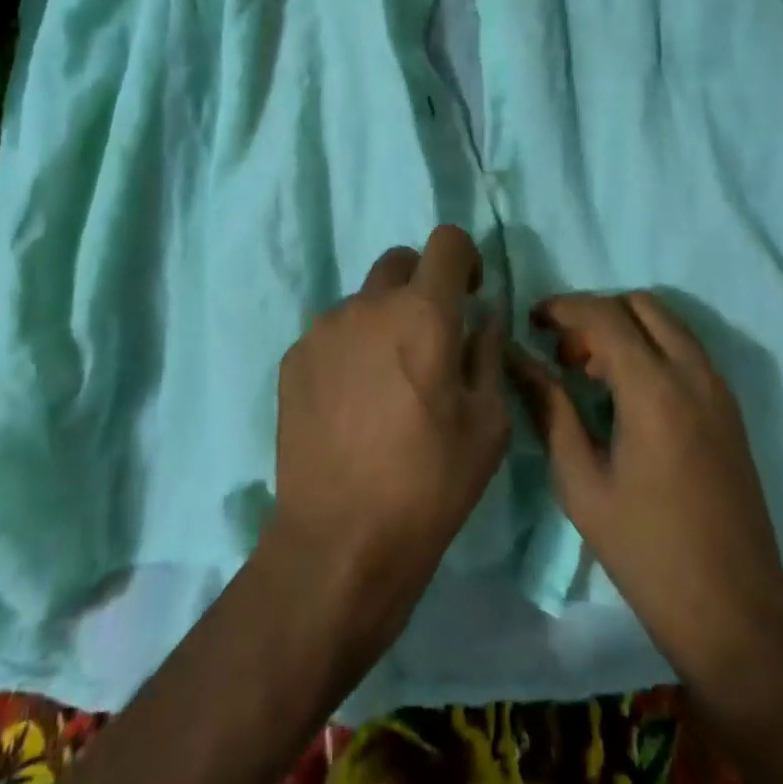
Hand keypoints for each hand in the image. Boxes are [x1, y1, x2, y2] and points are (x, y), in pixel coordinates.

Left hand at [268, 227, 510, 653]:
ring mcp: (324, 329)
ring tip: (387, 382)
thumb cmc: (430, 484)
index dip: (465, 258)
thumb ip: (488, 354)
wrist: (340, 541)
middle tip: (430, 338)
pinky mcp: (294, 358)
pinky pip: (332, 333)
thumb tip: (483, 318)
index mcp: (424, 314)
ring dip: (384, 320)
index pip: (447, 241)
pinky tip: (352, 403)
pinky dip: (351, 349)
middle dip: (423, 285)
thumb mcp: (488, 424)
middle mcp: (369, 305)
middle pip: (400, 261)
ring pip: (364, 300)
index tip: (469, 295)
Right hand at [514, 291, 782, 681]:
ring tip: (589, 373)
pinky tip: (627, 394)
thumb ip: (550, 409)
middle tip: (563, 353)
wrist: (734, 615)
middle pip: (641, 305)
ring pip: (668, 324)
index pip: (604, 314)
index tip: (532, 321)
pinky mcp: (731, 411)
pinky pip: (687, 352)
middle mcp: (694, 375)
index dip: (563, 308)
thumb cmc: (646, 553)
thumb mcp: (581, 483)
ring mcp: (719, 391)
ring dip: (626, 328)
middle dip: (596, 313)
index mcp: (654, 390)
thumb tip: (518, 361)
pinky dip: (652, 348)